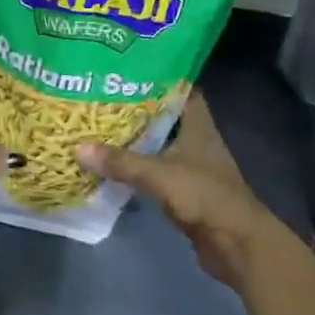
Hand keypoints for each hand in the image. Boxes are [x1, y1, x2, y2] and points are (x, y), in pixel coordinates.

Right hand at [77, 91, 279, 290]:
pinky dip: (136, 165)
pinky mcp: (183, 189)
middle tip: (100, 97)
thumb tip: (78, 148)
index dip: (157, 77)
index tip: (126, 72)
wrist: (236, 243)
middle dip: (135, 108)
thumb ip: (121, 162)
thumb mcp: (160, 174)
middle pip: (163, 116)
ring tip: (98, 125)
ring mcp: (190, 165)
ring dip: (134, 138)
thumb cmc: (205, 196)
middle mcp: (195, 139)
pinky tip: (110, 162)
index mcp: (197, 124)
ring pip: (157, 143)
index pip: (180, 89)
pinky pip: (154, 169)